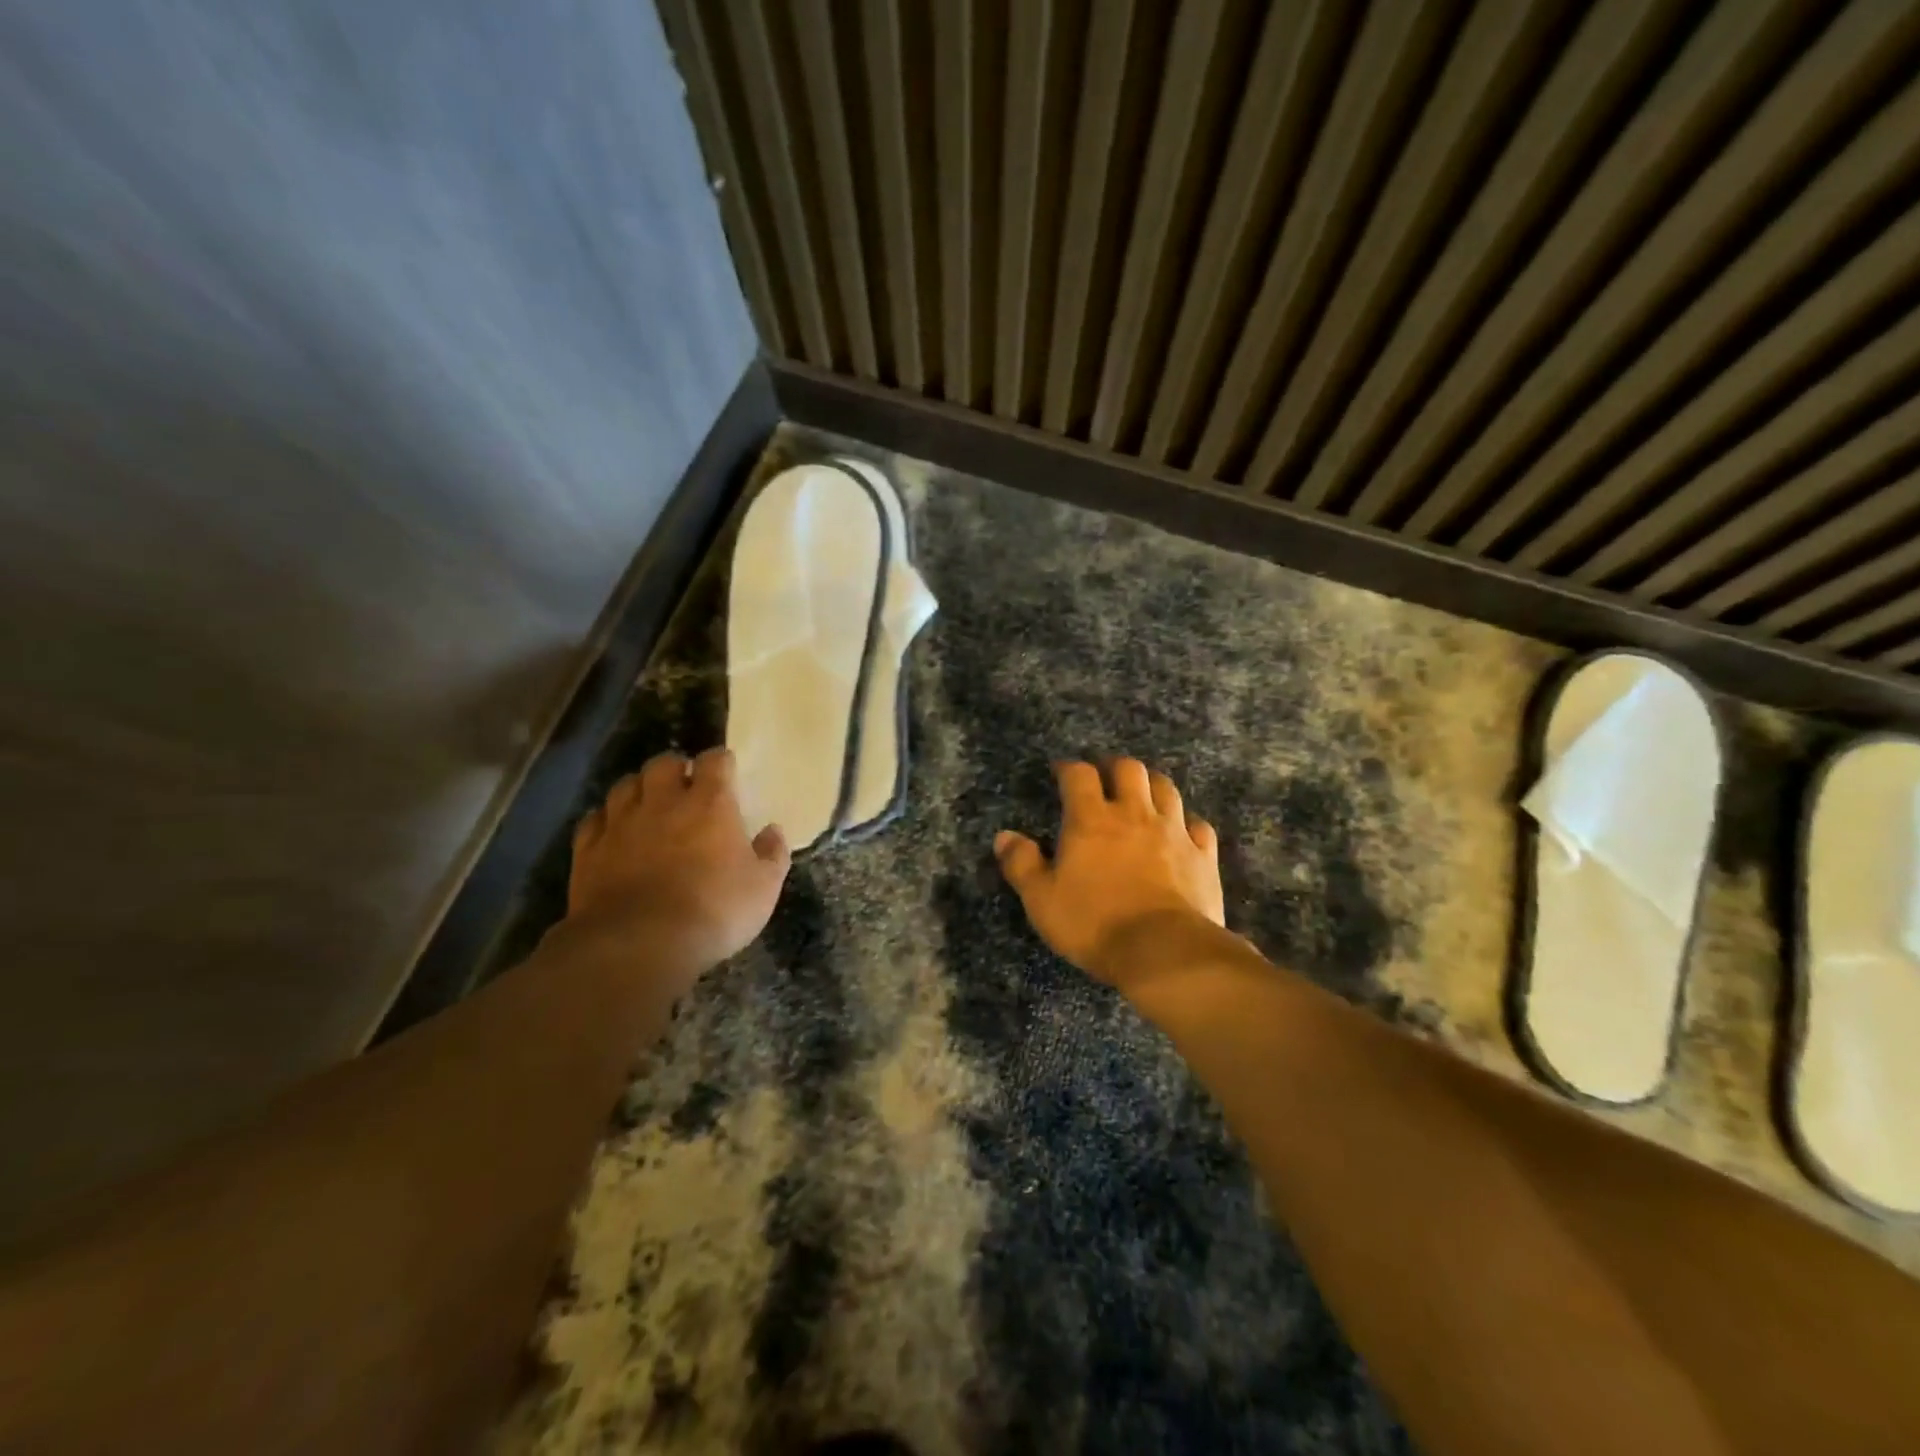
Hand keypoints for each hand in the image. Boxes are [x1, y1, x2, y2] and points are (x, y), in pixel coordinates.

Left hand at [566, 748, 789, 974]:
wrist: (638, 944)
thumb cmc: (713, 912)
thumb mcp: (763, 888)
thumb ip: (772, 854)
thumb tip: (773, 831)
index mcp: (710, 804)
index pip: (715, 761)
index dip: (721, 761)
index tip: (727, 770)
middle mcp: (663, 802)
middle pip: (663, 764)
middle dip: (675, 768)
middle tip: (684, 784)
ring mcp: (621, 823)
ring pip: (625, 785)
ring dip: (639, 789)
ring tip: (647, 803)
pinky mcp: (588, 850)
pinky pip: (594, 819)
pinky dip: (605, 819)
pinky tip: (613, 831)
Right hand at [995, 758, 1223, 991]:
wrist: (1164, 951)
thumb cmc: (1094, 923)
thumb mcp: (1042, 900)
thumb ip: (1022, 864)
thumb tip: (1004, 836)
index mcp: (1091, 820)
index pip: (1079, 775)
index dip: (1068, 768)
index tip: (1061, 773)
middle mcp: (1134, 814)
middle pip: (1129, 769)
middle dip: (1114, 767)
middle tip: (1104, 777)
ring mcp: (1174, 831)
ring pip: (1166, 789)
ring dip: (1151, 785)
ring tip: (1142, 795)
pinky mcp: (1203, 855)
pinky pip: (1199, 825)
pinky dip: (1187, 822)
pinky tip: (1182, 831)